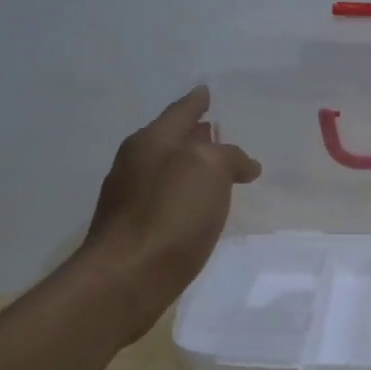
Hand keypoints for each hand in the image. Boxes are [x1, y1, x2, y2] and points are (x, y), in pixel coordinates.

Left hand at [75, 87, 260, 340]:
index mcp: (151, 141)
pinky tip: (203, 208)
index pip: (181, 111)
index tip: (208, 91)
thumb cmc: (170, 214)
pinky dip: (187, 196)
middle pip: (172, 140)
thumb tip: (242, 165)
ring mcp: (130, 197)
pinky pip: (168, 200)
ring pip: (169, 171)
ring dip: (193, 168)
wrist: (127, 278)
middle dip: (197, 135)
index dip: (198, 101)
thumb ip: (228, 157)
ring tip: (221, 171)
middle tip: (224, 132)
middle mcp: (136, 163)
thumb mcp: (209, 170)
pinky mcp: (134, 229)